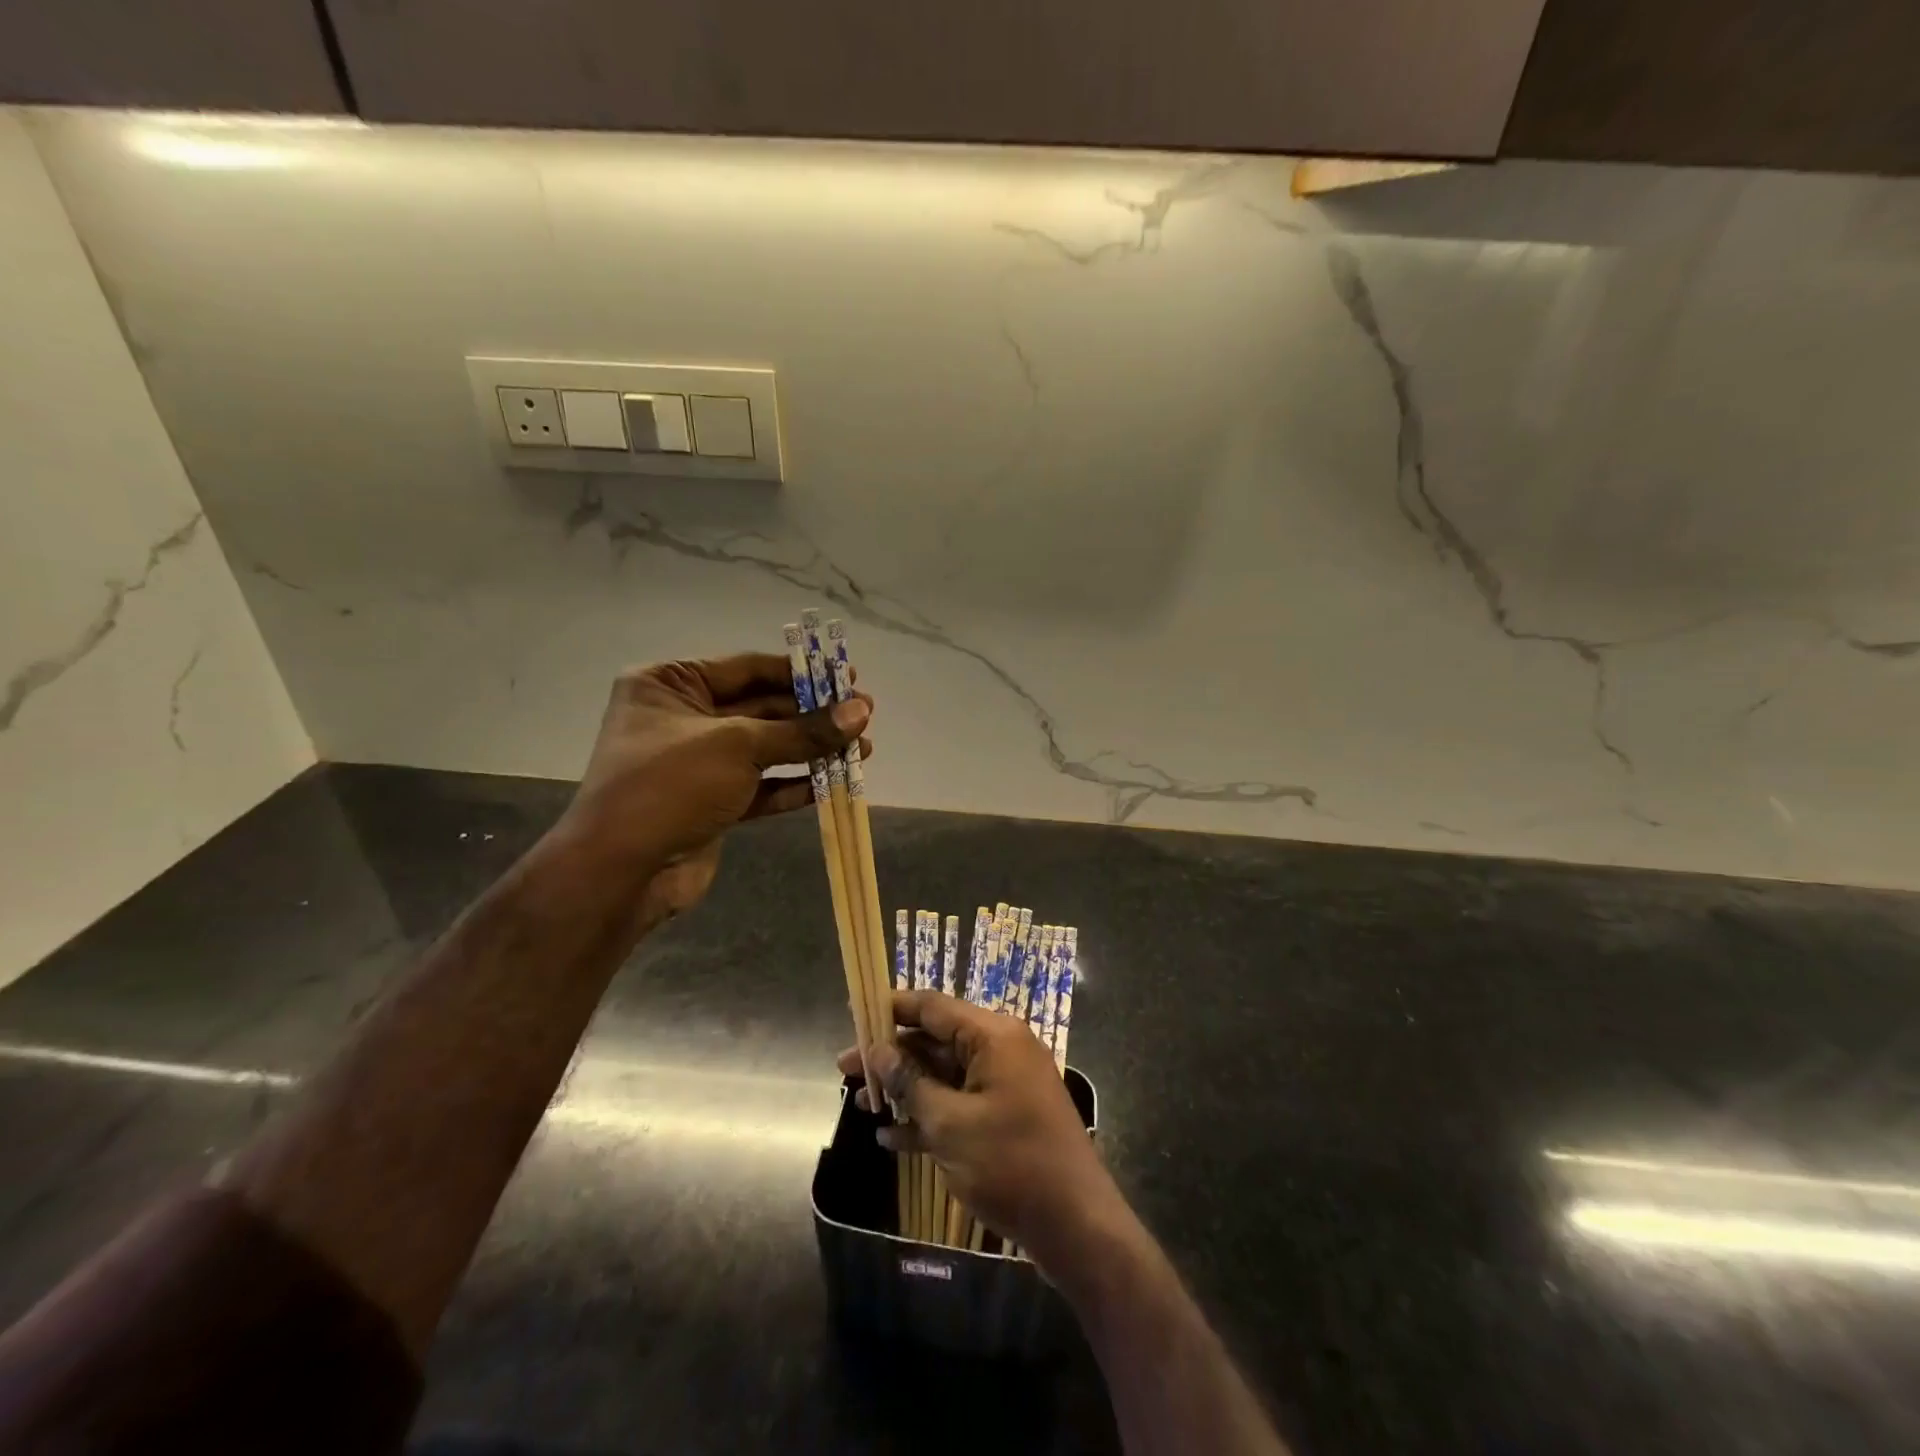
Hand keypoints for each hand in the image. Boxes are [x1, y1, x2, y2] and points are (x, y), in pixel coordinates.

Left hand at [558, 653, 870, 919]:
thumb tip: (861, 711)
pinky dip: (796, 784)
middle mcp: (682, 717)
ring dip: (812, 750)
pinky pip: (761, 785)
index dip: (800, 672)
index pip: (747, 668)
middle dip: (813, 715)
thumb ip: (803, 730)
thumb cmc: (671, 785)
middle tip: (864, 715)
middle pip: (761, 708)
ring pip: (766, 749)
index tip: (847, 675)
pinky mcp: (712, 802)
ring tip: (862, 749)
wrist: (621, 872)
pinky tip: (835, 782)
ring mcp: (698, 763)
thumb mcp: (739, 746)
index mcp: (670, 684)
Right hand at [837, 990, 1124, 1272]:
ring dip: (906, 1089)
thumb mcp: (950, 1124)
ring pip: (945, 1074)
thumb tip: (879, 1052)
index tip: (855, 1013)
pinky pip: (960, 1103)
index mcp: (993, 1036)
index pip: (933, 1006)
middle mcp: (1001, 1049)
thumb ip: (911, 1084)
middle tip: (846, 1070)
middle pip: (936, 1040)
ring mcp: (1006, 1083)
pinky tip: (891, 1138)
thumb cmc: (1011, 1163)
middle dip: (892, 1055)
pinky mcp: (1007, 1116)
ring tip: (863, 1104)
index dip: (891, 1008)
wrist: (1076, 1224)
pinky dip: (929, 1116)